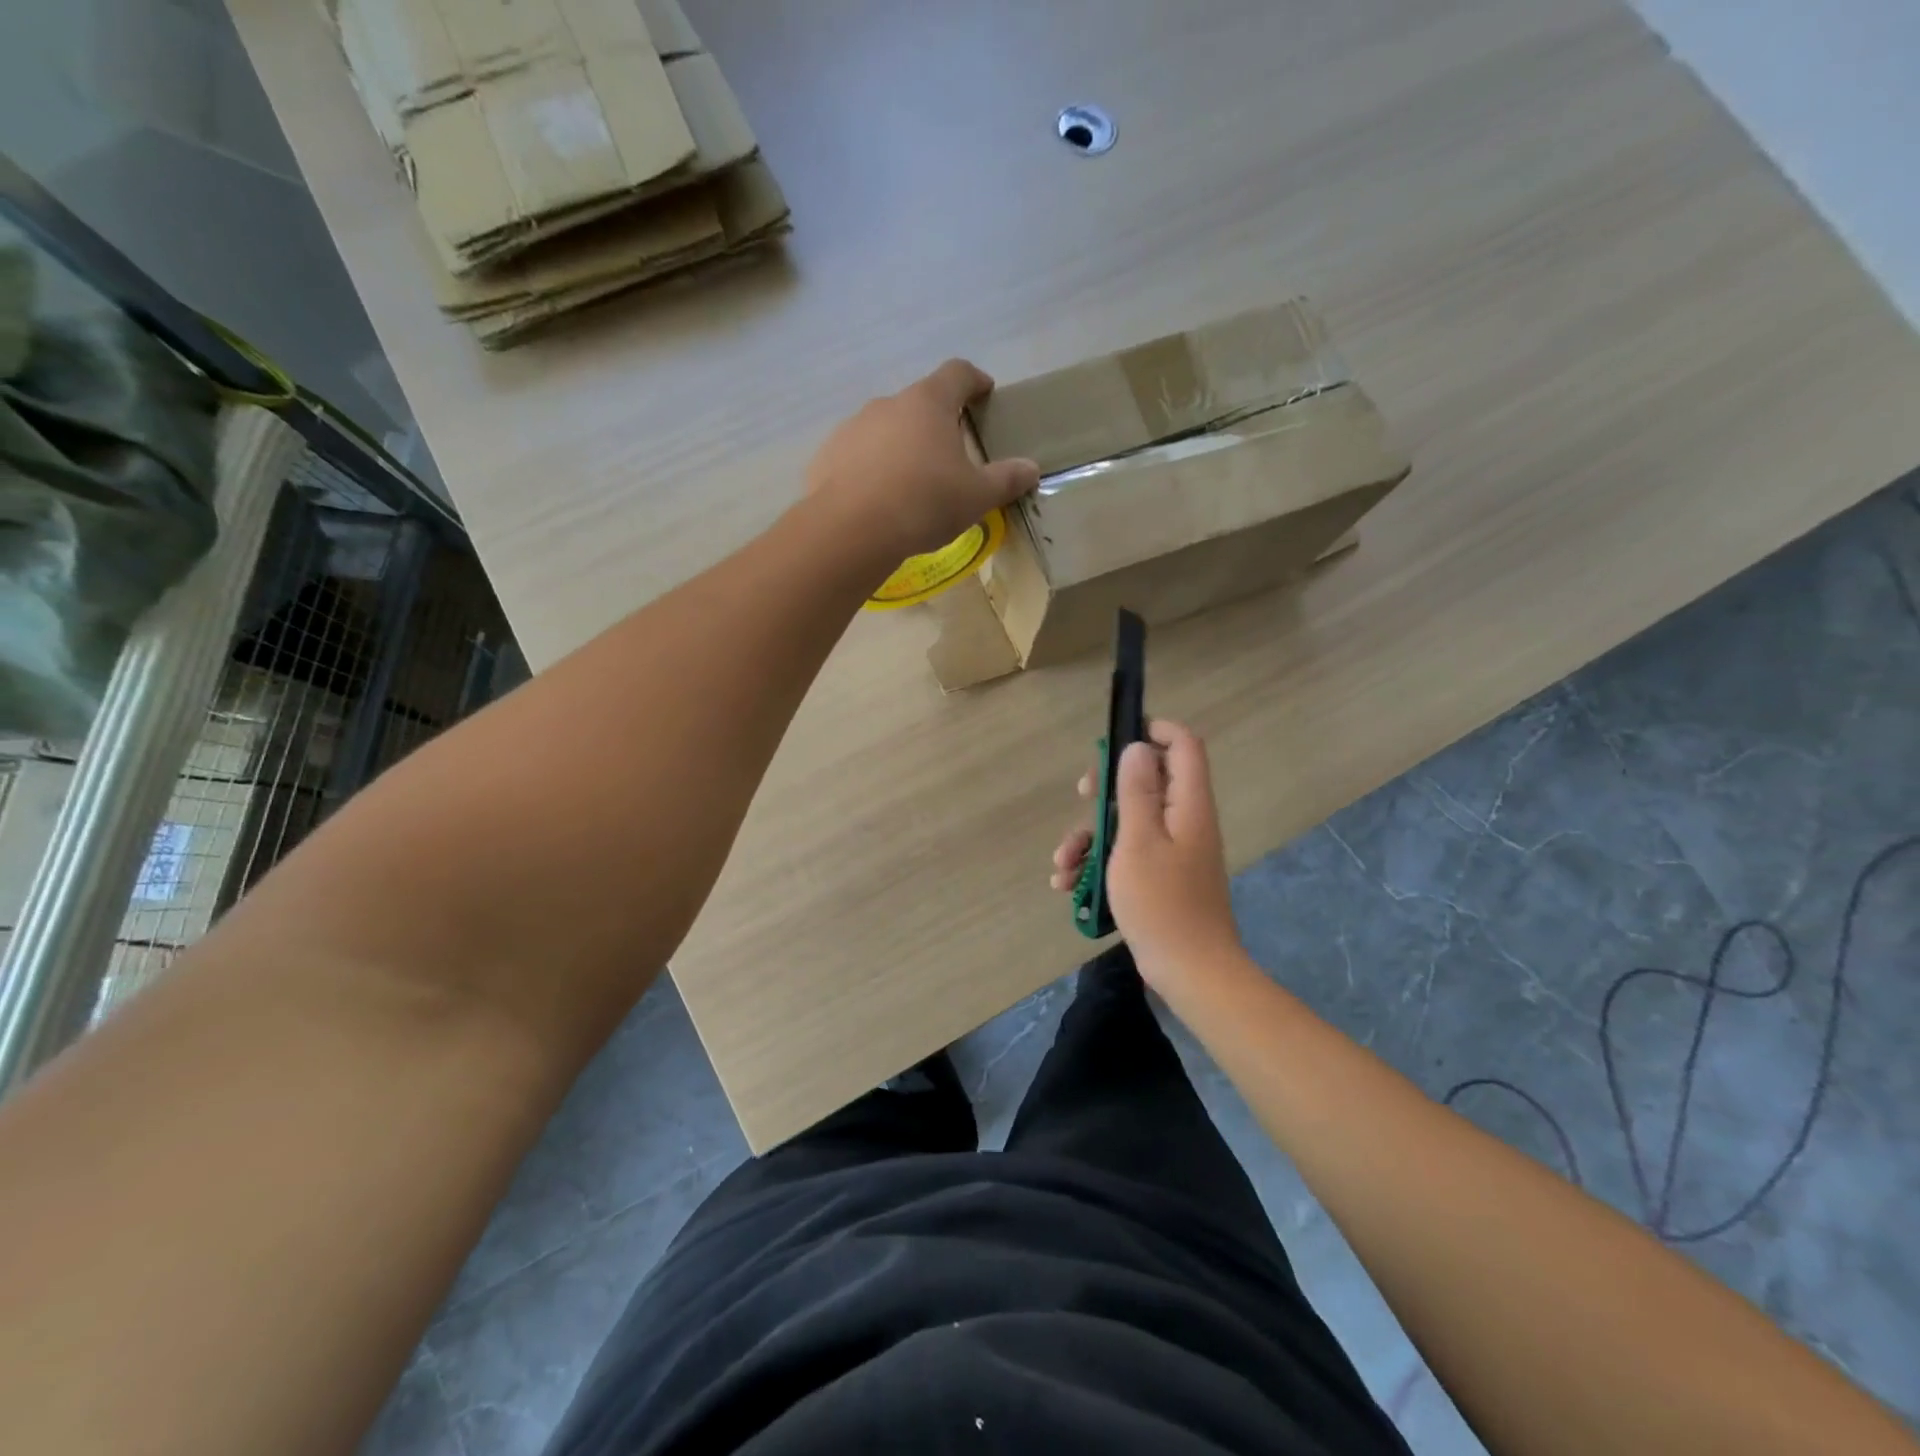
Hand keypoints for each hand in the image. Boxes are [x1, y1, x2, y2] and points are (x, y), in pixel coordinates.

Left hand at [806, 359, 1039, 561]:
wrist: (852, 529)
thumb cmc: (925, 502)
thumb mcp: (976, 496)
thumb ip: (1005, 479)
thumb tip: (1031, 469)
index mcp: (929, 403)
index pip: (957, 373)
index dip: (974, 380)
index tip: (984, 392)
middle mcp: (888, 404)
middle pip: (919, 403)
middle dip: (936, 422)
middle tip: (950, 454)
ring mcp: (853, 427)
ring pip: (885, 429)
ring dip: (901, 446)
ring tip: (911, 482)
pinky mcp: (828, 455)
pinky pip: (857, 456)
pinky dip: (871, 469)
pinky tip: (877, 499)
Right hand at [1050, 721, 1241, 989]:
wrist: (1190, 970)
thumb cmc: (1162, 903)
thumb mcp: (1139, 841)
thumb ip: (1137, 791)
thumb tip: (1138, 746)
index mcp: (1187, 804)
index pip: (1183, 745)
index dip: (1153, 731)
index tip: (1115, 742)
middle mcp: (1184, 819)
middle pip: (1148, 779)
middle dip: (1108, 786)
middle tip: (1083, 795)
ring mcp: (1173, 849)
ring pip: (1129, 820)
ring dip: (1092, 834)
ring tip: (1063, 863)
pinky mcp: (1160, 875)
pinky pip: (1128, 852)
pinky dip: (1099, 861)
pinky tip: (1068, 884)